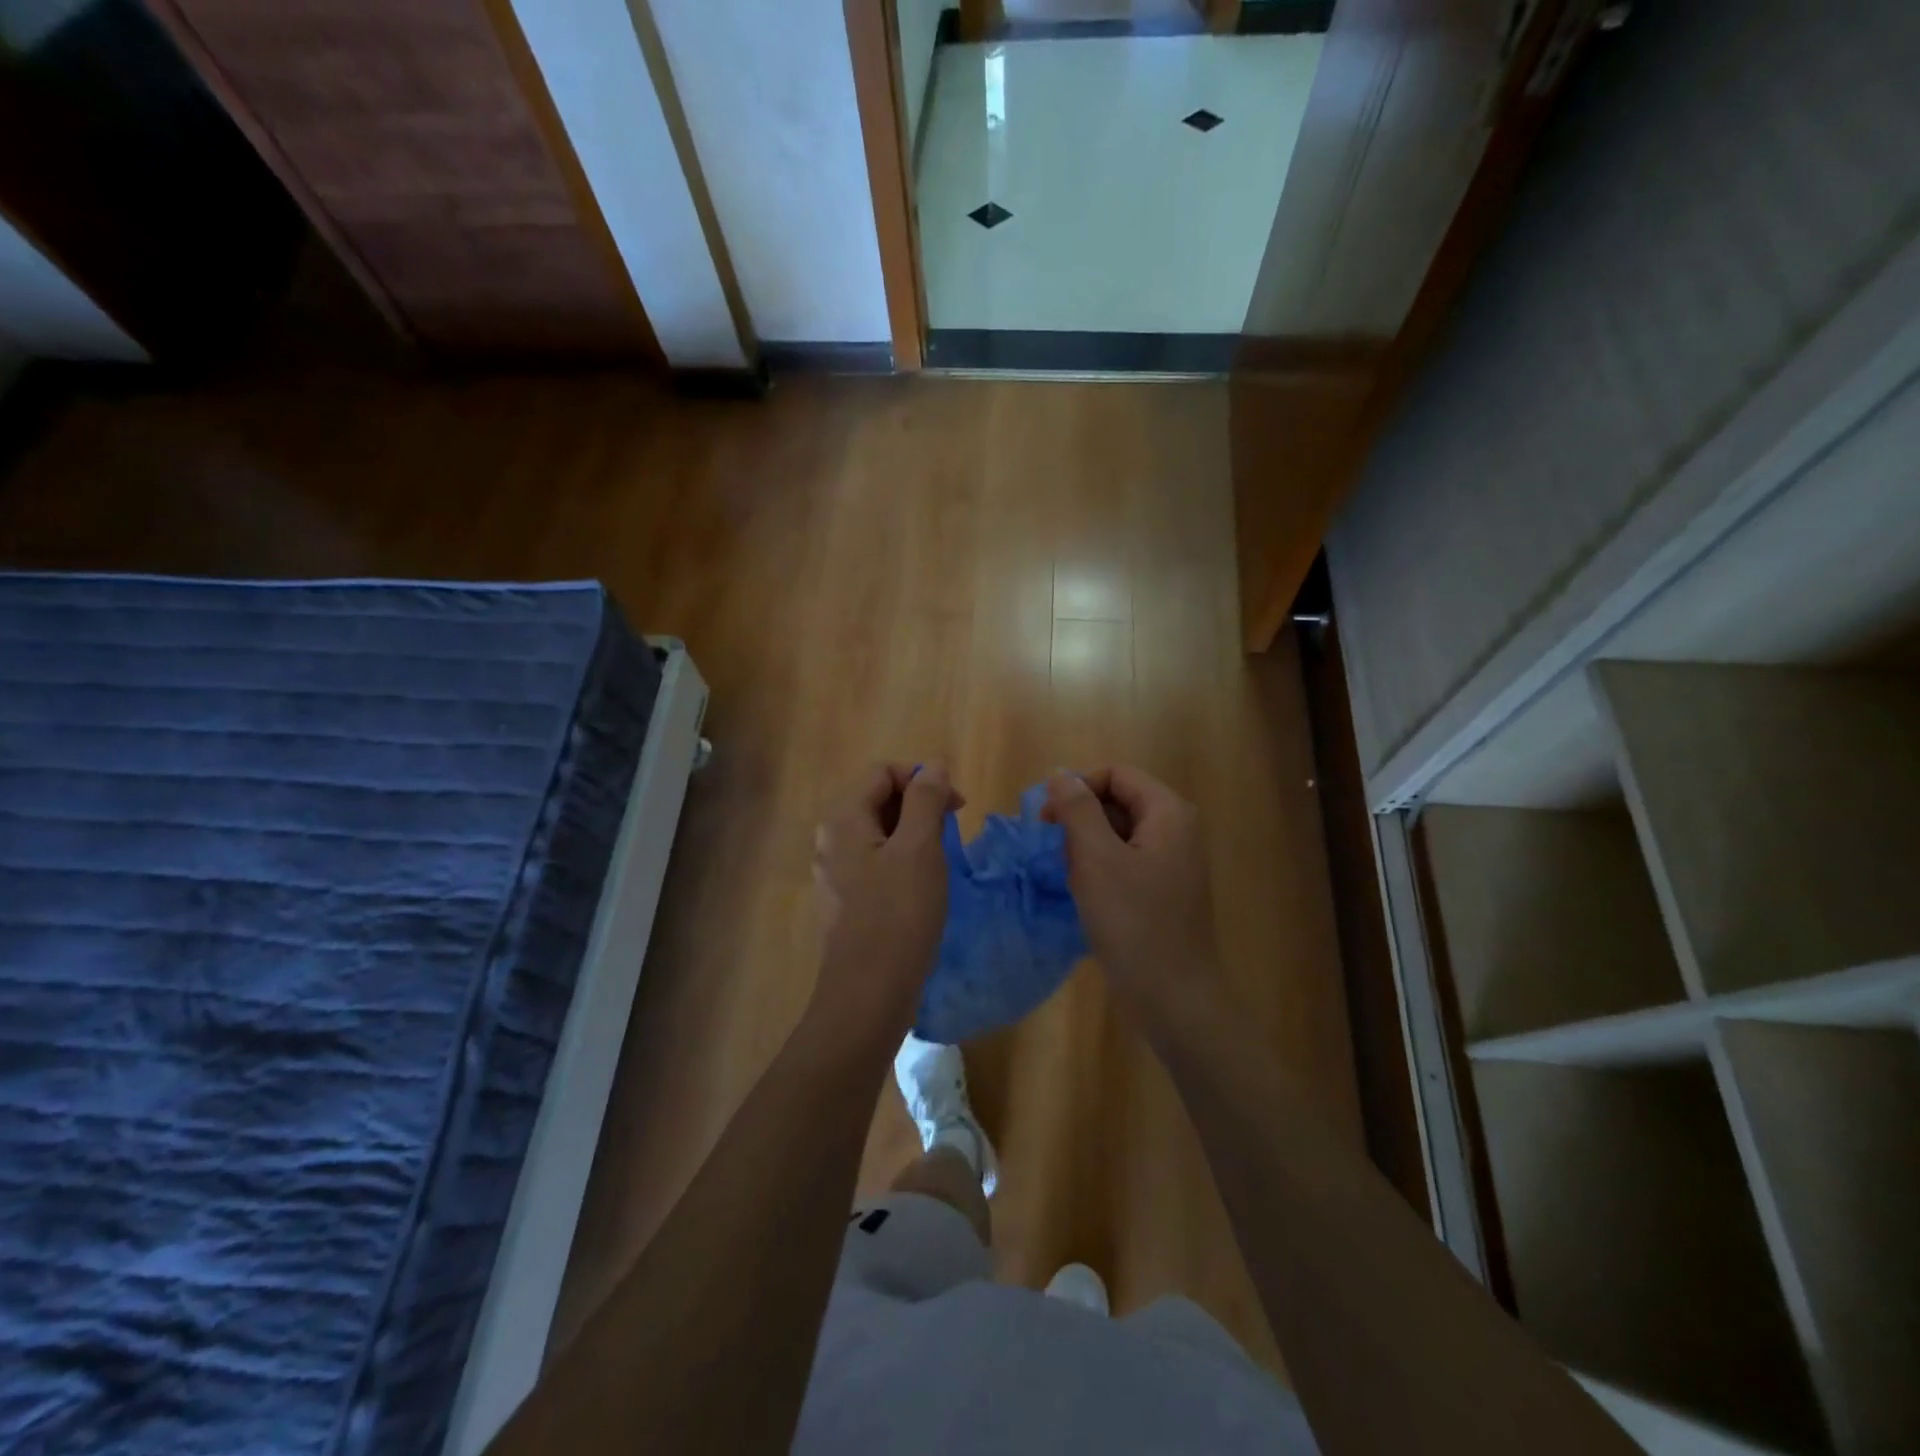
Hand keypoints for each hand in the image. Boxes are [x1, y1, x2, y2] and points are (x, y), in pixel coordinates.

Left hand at [810, 763, 961, 1040]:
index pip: (883, 773)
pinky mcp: (847, 902)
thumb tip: (933, 766)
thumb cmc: (898, 915)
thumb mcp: (920, 848)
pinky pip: (877, 863)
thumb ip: (926, 799)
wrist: (868, 994)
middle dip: (920, 804)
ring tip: (943, 857)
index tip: (957, 804)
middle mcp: (831, 840)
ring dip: (915, 833)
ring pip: (880, 834)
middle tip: (955, 829)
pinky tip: (923, 886)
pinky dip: (903, 861)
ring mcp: (836, 873)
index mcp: (843, 820)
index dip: (922, 777)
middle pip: (878, 800)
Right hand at [1043, 767, 1224, 1019]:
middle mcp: (1175, 829)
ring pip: (1117, 833)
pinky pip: (1124, 861)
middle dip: (1080, 818)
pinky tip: (1083, 893)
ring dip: (1085, 845)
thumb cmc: (1133, 922)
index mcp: (1167, 812)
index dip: (1077, 788)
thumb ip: (1077, 809)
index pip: (1115, 774)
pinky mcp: (1161, 890)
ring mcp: (1171, 861)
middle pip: (1117, 800)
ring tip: (1068, 875)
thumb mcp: (1097, 858)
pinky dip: (1099, 868)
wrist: (1173, 997)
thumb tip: (1060, 774)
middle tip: (1053, 850)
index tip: (1047, 820)